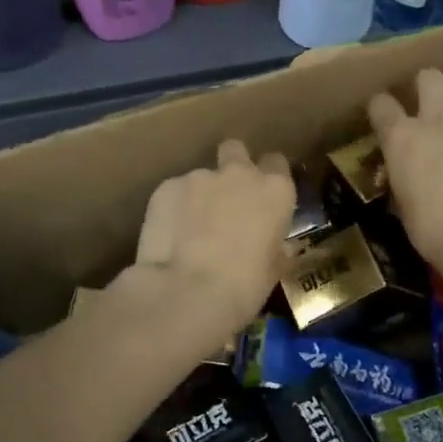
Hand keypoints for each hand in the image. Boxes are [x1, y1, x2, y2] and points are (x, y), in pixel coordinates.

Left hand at [130, 139, 295, 336]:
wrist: (187, 291)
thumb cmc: (243, 286)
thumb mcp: (273, 267)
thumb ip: (272, 243)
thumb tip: (270, 244)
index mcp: (274, 190)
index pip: (276, 163)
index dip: (268, 176)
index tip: (261, 197)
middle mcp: (238, 173)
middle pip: (235, 150)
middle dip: (231, 165)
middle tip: (225, 198)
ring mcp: (198, 176)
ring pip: (201, 177)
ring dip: (199, 196)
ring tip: (189, 231)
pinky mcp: (165, 187)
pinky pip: (174, 193)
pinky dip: (173, 209)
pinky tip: (169, 237)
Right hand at [368, 68, 442, 271]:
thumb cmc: (433, 229)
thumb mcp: (403, 203)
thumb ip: (403, 175)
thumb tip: (406, 173)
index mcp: (402, 137)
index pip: (380, 103)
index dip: (380, 109)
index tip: (382, 119)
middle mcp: (436, 120)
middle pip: (429, 77)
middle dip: (424, 86)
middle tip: (424, 107)